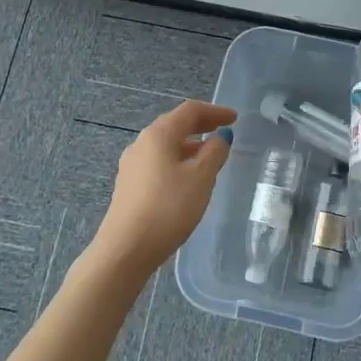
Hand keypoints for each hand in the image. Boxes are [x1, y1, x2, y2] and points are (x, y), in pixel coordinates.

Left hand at [91, 100, 236, 276]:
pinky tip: (188, 177)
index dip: (214, 111)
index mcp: (158, 135)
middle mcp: (141, 143)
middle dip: (201, 125)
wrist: (126, 249)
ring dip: (189, 144)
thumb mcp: (200, 179)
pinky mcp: (129, 185)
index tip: (235, 118)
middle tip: (224, 130)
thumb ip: (214, 153)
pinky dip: (178, 160)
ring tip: (210, 155)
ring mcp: (132, 165)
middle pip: (175, 125)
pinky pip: (158, 162)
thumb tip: (221, 137)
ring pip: (166, 145)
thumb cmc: (168, 209)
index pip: (189, 111)